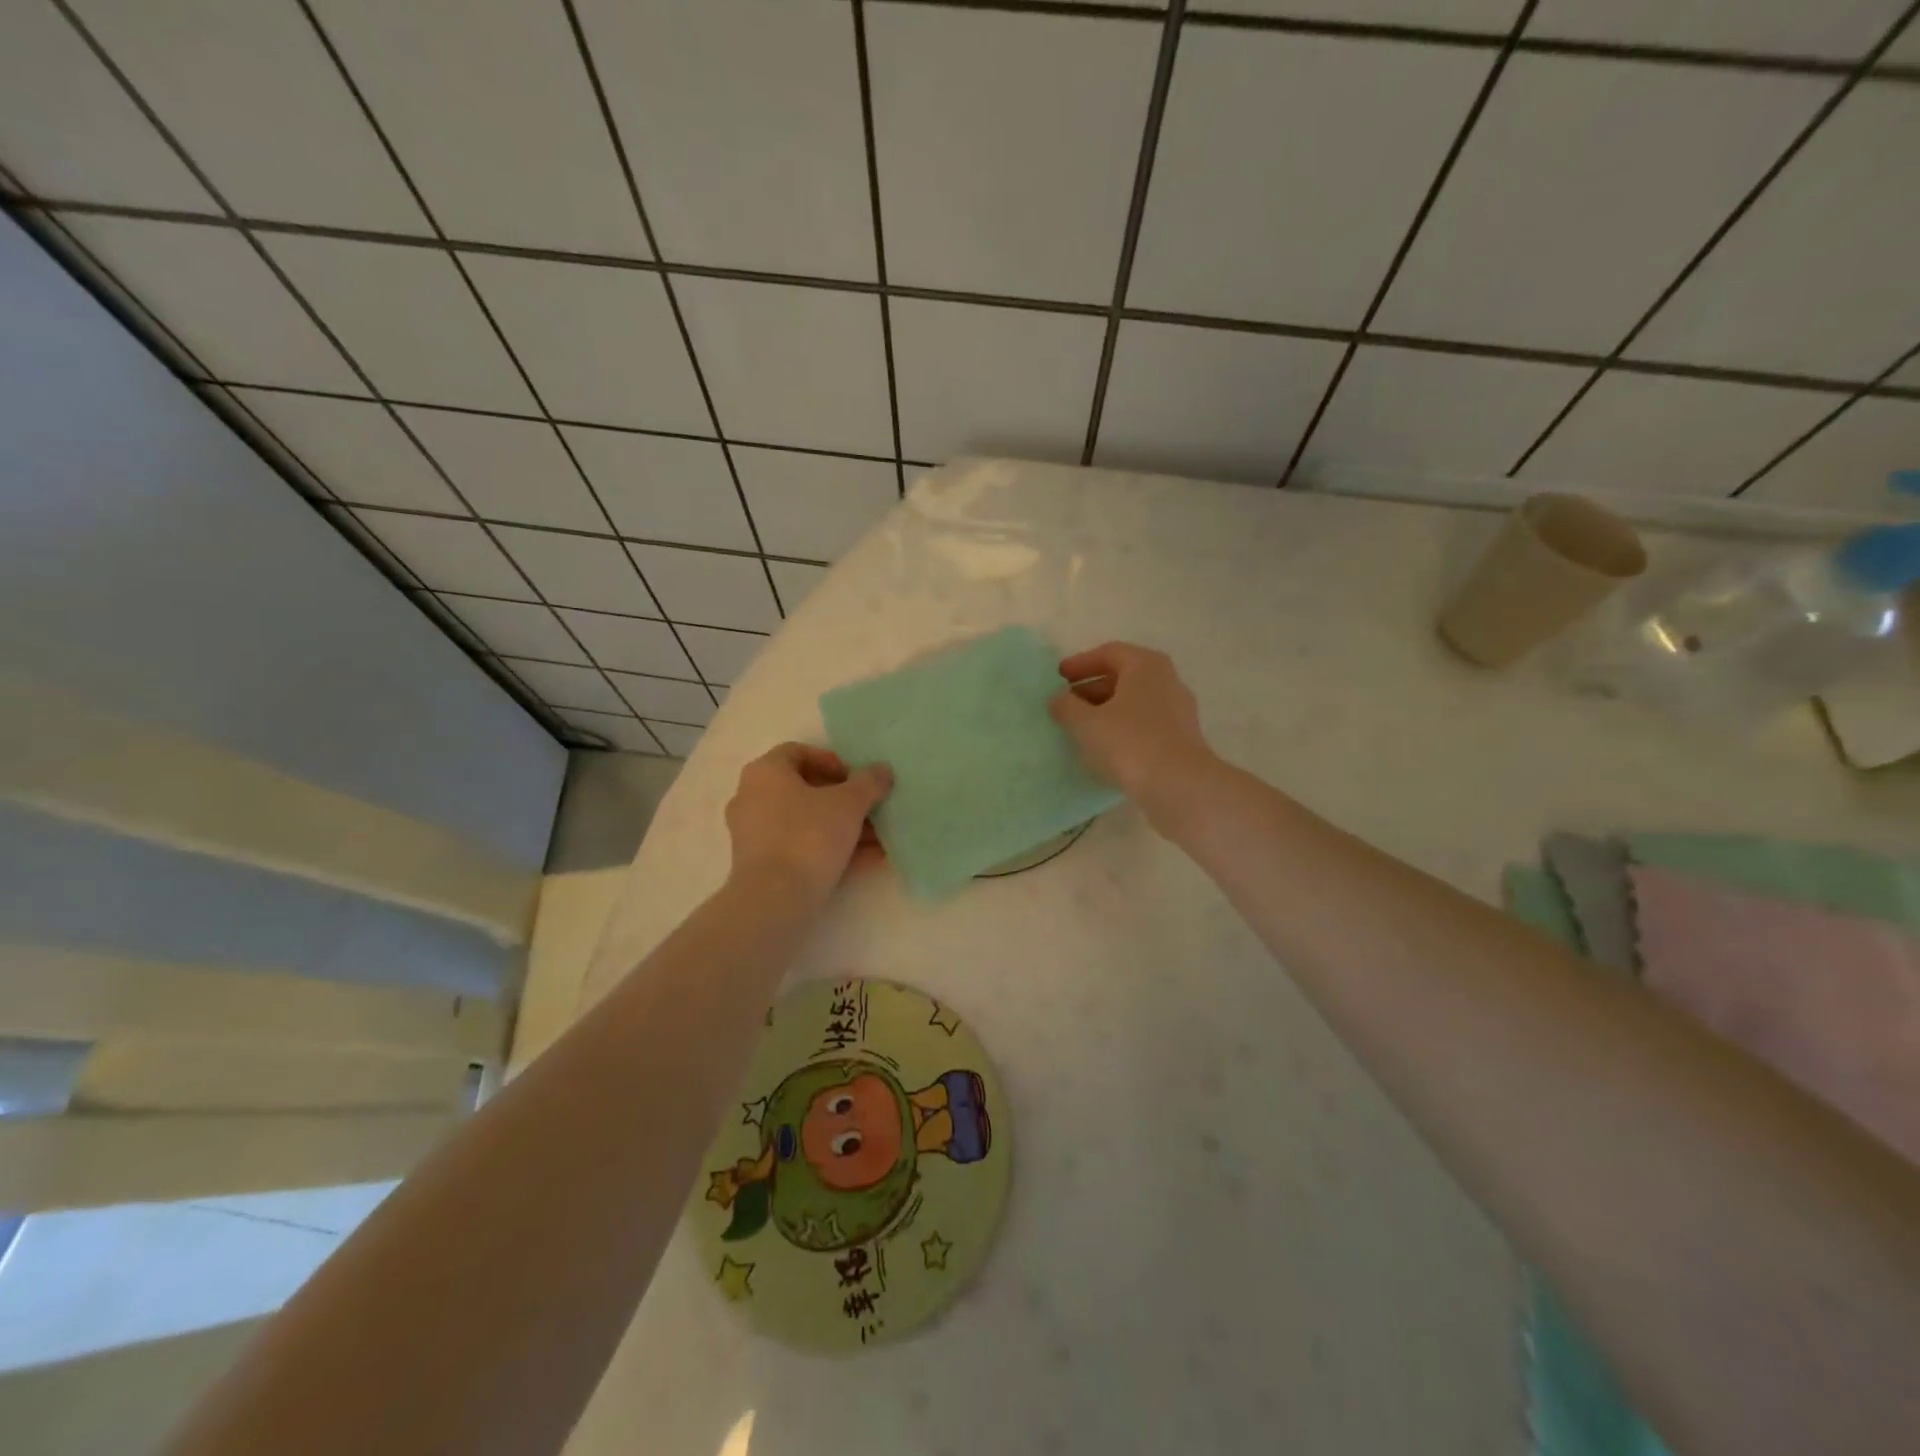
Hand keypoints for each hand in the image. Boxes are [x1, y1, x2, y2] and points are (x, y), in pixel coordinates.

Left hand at [725, 743, 892, 902]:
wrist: (775, 899)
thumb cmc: (809, 835)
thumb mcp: (849, 803)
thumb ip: (869, 782)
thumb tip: (882, 770)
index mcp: (765, 772)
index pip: (798, 752)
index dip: (832, 761)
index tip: (856, 779)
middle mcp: (751, 797)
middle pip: (804, 790)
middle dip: (844, 800)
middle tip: (871, 810)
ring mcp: (753, 834)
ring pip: (805, 822)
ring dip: (842, 827)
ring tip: (879, 839)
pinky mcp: (760, 865)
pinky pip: (800, 848)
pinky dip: (830, 850)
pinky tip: (867, 860)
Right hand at [1049, 642, 1216, 821]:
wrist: (1179, 786)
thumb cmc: (1129, 742)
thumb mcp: (1086, 723)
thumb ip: (1066, 706)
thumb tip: (1057, 699)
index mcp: (1146, 665)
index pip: (1109, 653)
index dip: (1080, 664)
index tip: (1058, 678)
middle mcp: (1167, 680)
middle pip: (1123, 677)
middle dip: (1091, 689)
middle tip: (1066, 705)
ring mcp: (1178, 711)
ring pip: (1134, 703)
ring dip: (1105, 712)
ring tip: (1080, 729)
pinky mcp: (1181, 739)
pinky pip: (1145, 725)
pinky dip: (1122, 730)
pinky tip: (1104, 749)